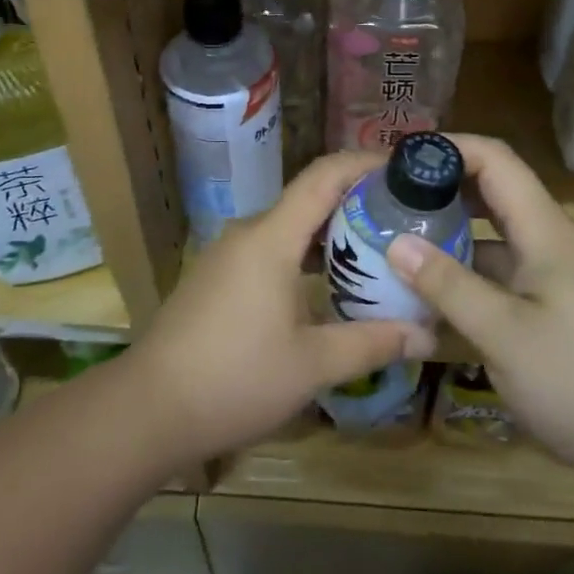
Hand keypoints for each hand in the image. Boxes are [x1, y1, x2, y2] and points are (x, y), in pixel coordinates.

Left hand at [125, 153, 437, 466]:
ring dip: (329, 234)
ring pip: (288, 228)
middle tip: (403, 219)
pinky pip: (269, 250)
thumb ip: (371, 343)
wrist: (147, 410)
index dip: (364, 163)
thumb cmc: (234, 379)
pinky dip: (303, 256)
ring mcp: (226, 255)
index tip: (403, 167)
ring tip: (374, 253)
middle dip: (355, 203)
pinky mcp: (215, 278)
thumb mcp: (312, 366)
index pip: (323, 177)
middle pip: (308, 199)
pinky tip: (325, 287)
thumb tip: (427, 336)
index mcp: (271, 238)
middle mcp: (248, 234)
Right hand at [385, 135, 573, 482]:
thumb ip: (449, 285)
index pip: (496, 160)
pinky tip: (430, 298)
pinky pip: (501, 279)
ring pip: (494, 240)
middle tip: (387, 201)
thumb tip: (395, 242)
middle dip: (441, 190)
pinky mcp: (553, 315)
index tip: (397, 159)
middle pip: (493, 194)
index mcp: (547, 231)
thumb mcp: (505, 334)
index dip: (449, 148)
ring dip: (449, 237)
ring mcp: (554, 281)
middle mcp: (551, 244)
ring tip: (395, 244)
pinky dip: (465, 278)